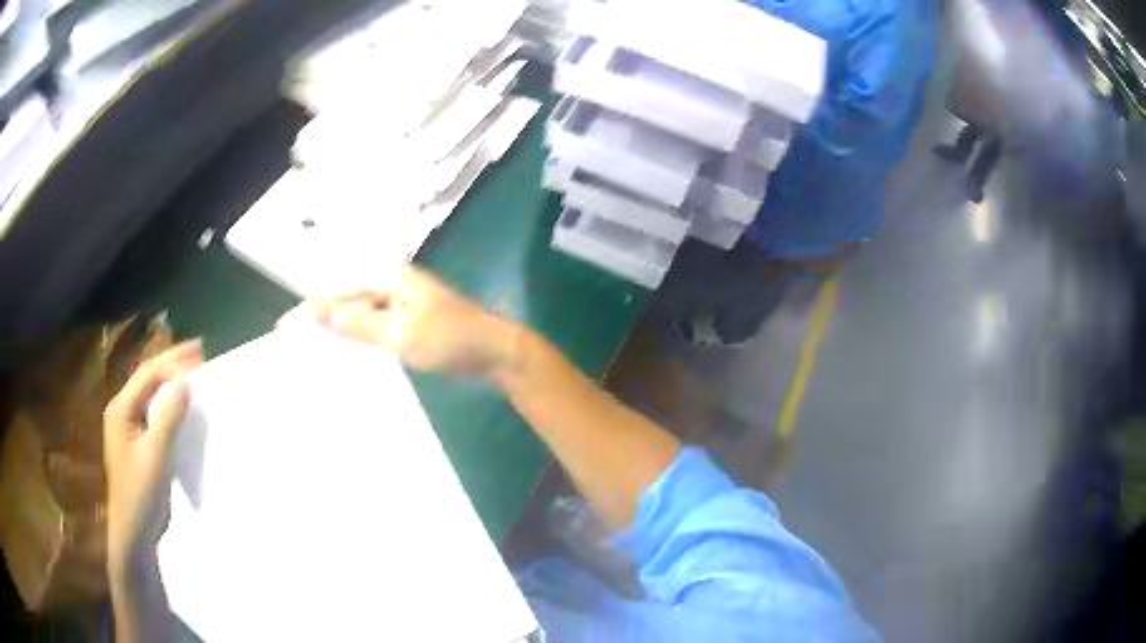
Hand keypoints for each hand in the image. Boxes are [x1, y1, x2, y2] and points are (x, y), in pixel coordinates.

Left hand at [104, 341, 203, 570]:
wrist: (133, 532)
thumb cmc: (141, 492)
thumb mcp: (156, 454)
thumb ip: (168, 417)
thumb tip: (184, 382)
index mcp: (121, 408)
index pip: (148, 374)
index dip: (173, 360)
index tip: (199, 352)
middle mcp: (122, 411)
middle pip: (147, 379)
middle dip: (172, 364)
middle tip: (199, 353)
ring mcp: (128, 428)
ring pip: (151, 395)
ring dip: (171, 382)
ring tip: (193, 373)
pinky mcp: (137, 444)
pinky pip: (153, 413)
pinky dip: (169, 404)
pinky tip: (180, 405)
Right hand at [281, 266, 518, 377]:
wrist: (496, 353)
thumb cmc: (450, 339)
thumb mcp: (401, 333)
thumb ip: (359, 324)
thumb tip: (318, 311)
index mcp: (388, 278)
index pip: (337, 291)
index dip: (309, 309)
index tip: (283, 328)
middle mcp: (391, 284)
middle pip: (345, 298)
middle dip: (319, 316)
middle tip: (291, 340)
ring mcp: (402, 303)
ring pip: (358, 313)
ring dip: (336, 327)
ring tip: (309, 347)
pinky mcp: (410, 321)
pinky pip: (374, 326)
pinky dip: (356, 336)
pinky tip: (346, 352)